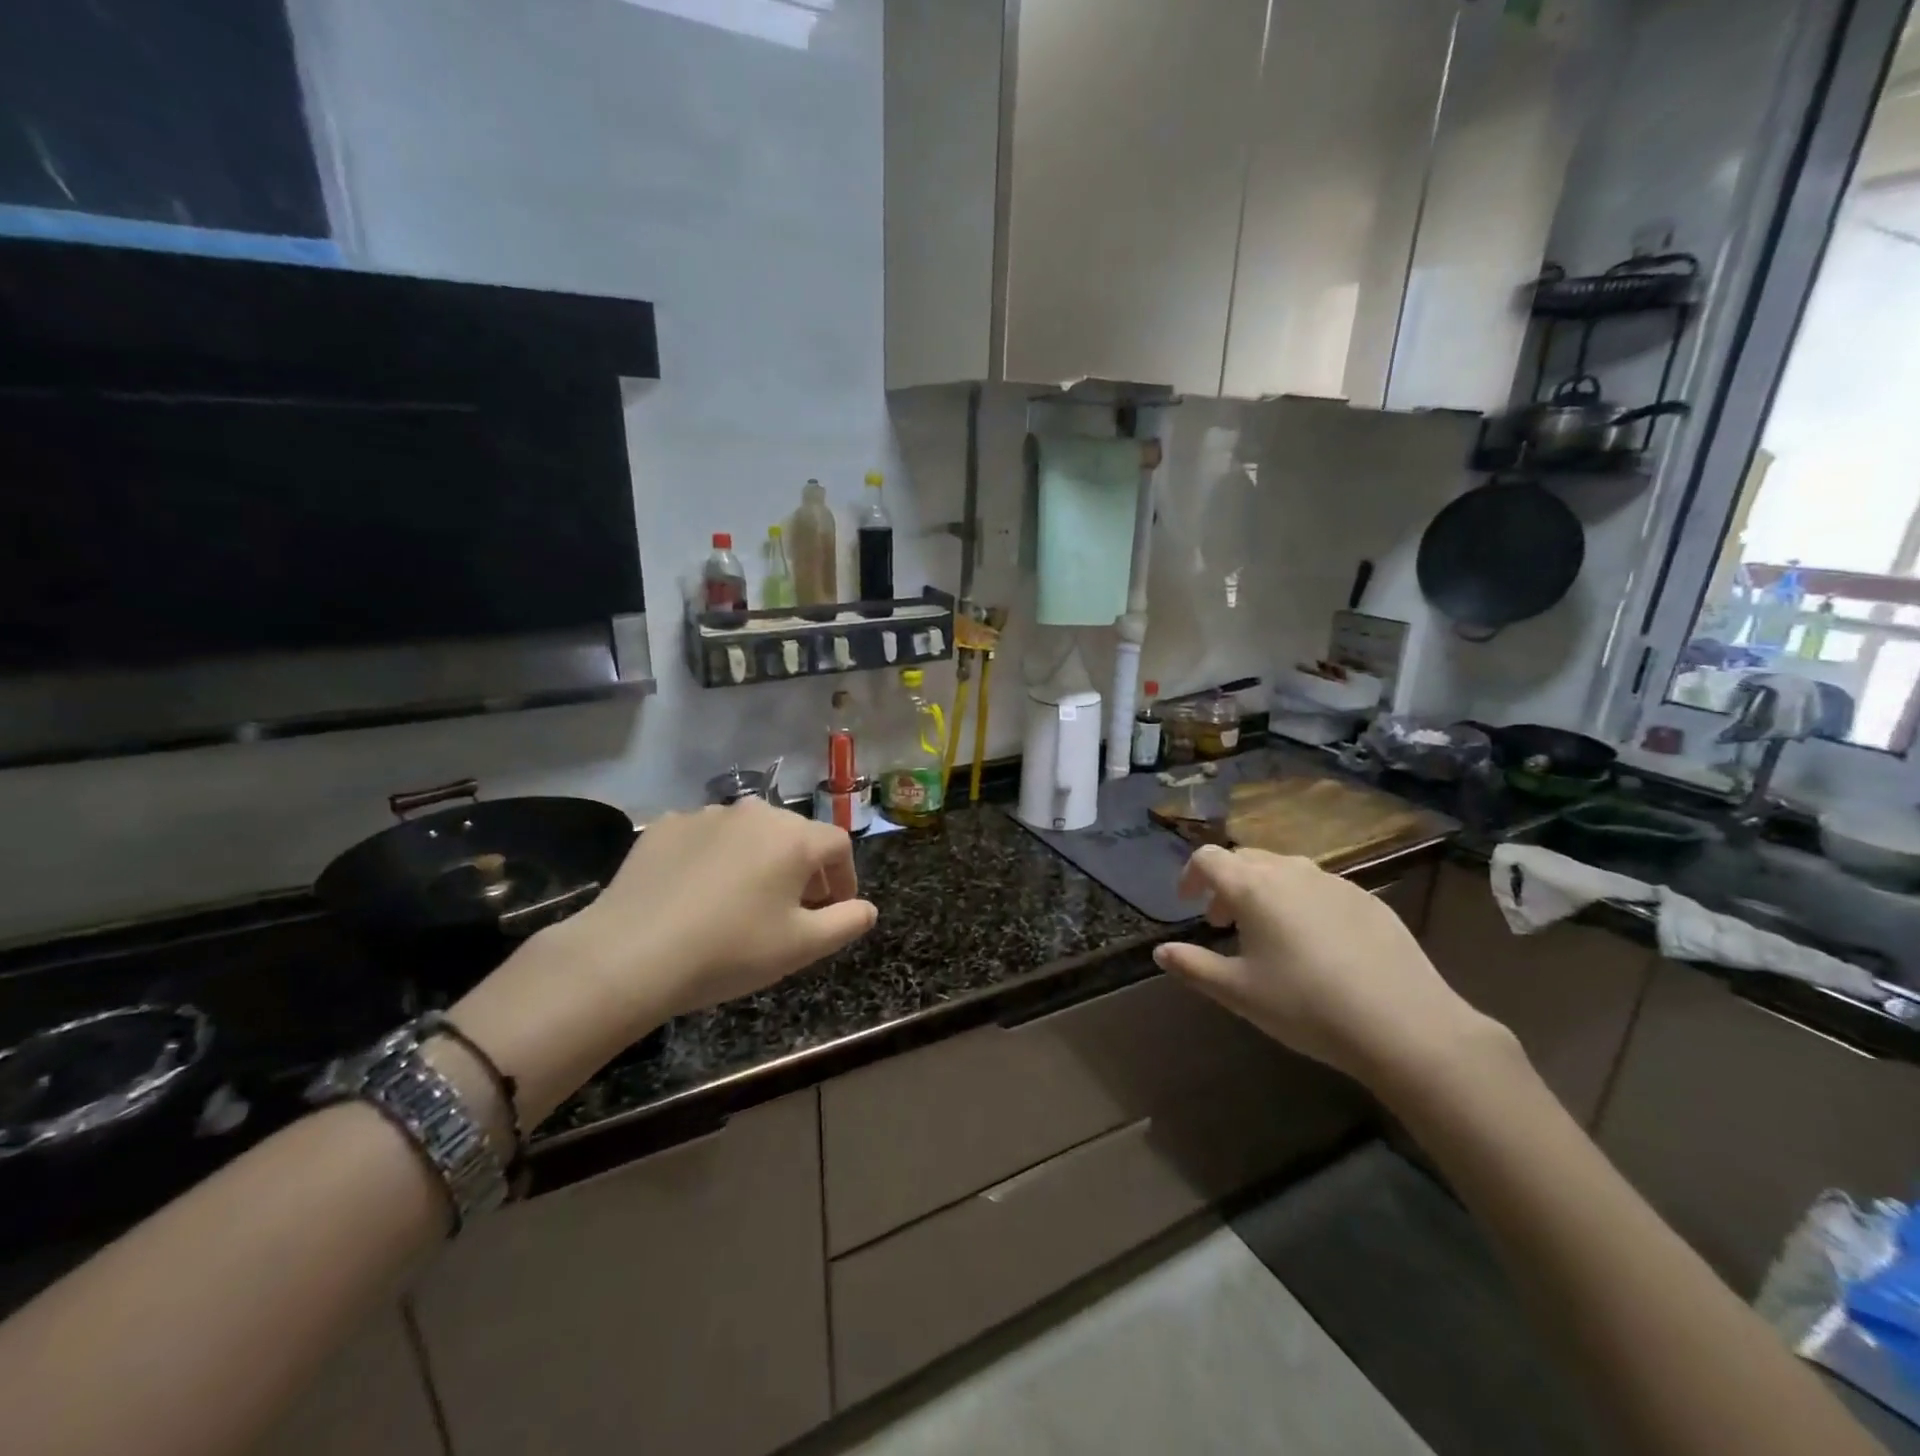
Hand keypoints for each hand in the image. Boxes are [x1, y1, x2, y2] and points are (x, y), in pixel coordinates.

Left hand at [559, 798, 877, 1021]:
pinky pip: (705, 837)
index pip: (838, 844)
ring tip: (741, 900)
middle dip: (802, 868)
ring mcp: (705, 814)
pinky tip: (696, 893)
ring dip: (757, 860)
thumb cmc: (730, 950)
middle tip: (791, 909)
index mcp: (794, 837)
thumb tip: (868, 908)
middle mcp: (754, 813)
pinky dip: (713, 858)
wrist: (631, 954)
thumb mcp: (802, 947)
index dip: (844, 876)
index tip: (834, 908)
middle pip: (794, 834)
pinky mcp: (664, 826)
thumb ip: (847, 922)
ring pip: (748, 834)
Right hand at [1152, 846, 1503, 1090]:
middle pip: (1245, 858)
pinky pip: (1320, 887)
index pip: (1208, 858)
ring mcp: (1334, 881)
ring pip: (1284, 870)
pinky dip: (1301, 901)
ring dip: (1263, 890)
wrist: (1405, 1025)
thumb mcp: (1239, 993)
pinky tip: (1316, 944)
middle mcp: (1290, 872)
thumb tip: (1160, 952)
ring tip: (1268, 932)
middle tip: (1223, 923)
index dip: (1190, 875)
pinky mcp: (1367, 898)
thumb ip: (1194, 966)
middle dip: (1226, 884)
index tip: (1187, 903)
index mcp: (1253, 888)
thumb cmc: (1307, 1006)